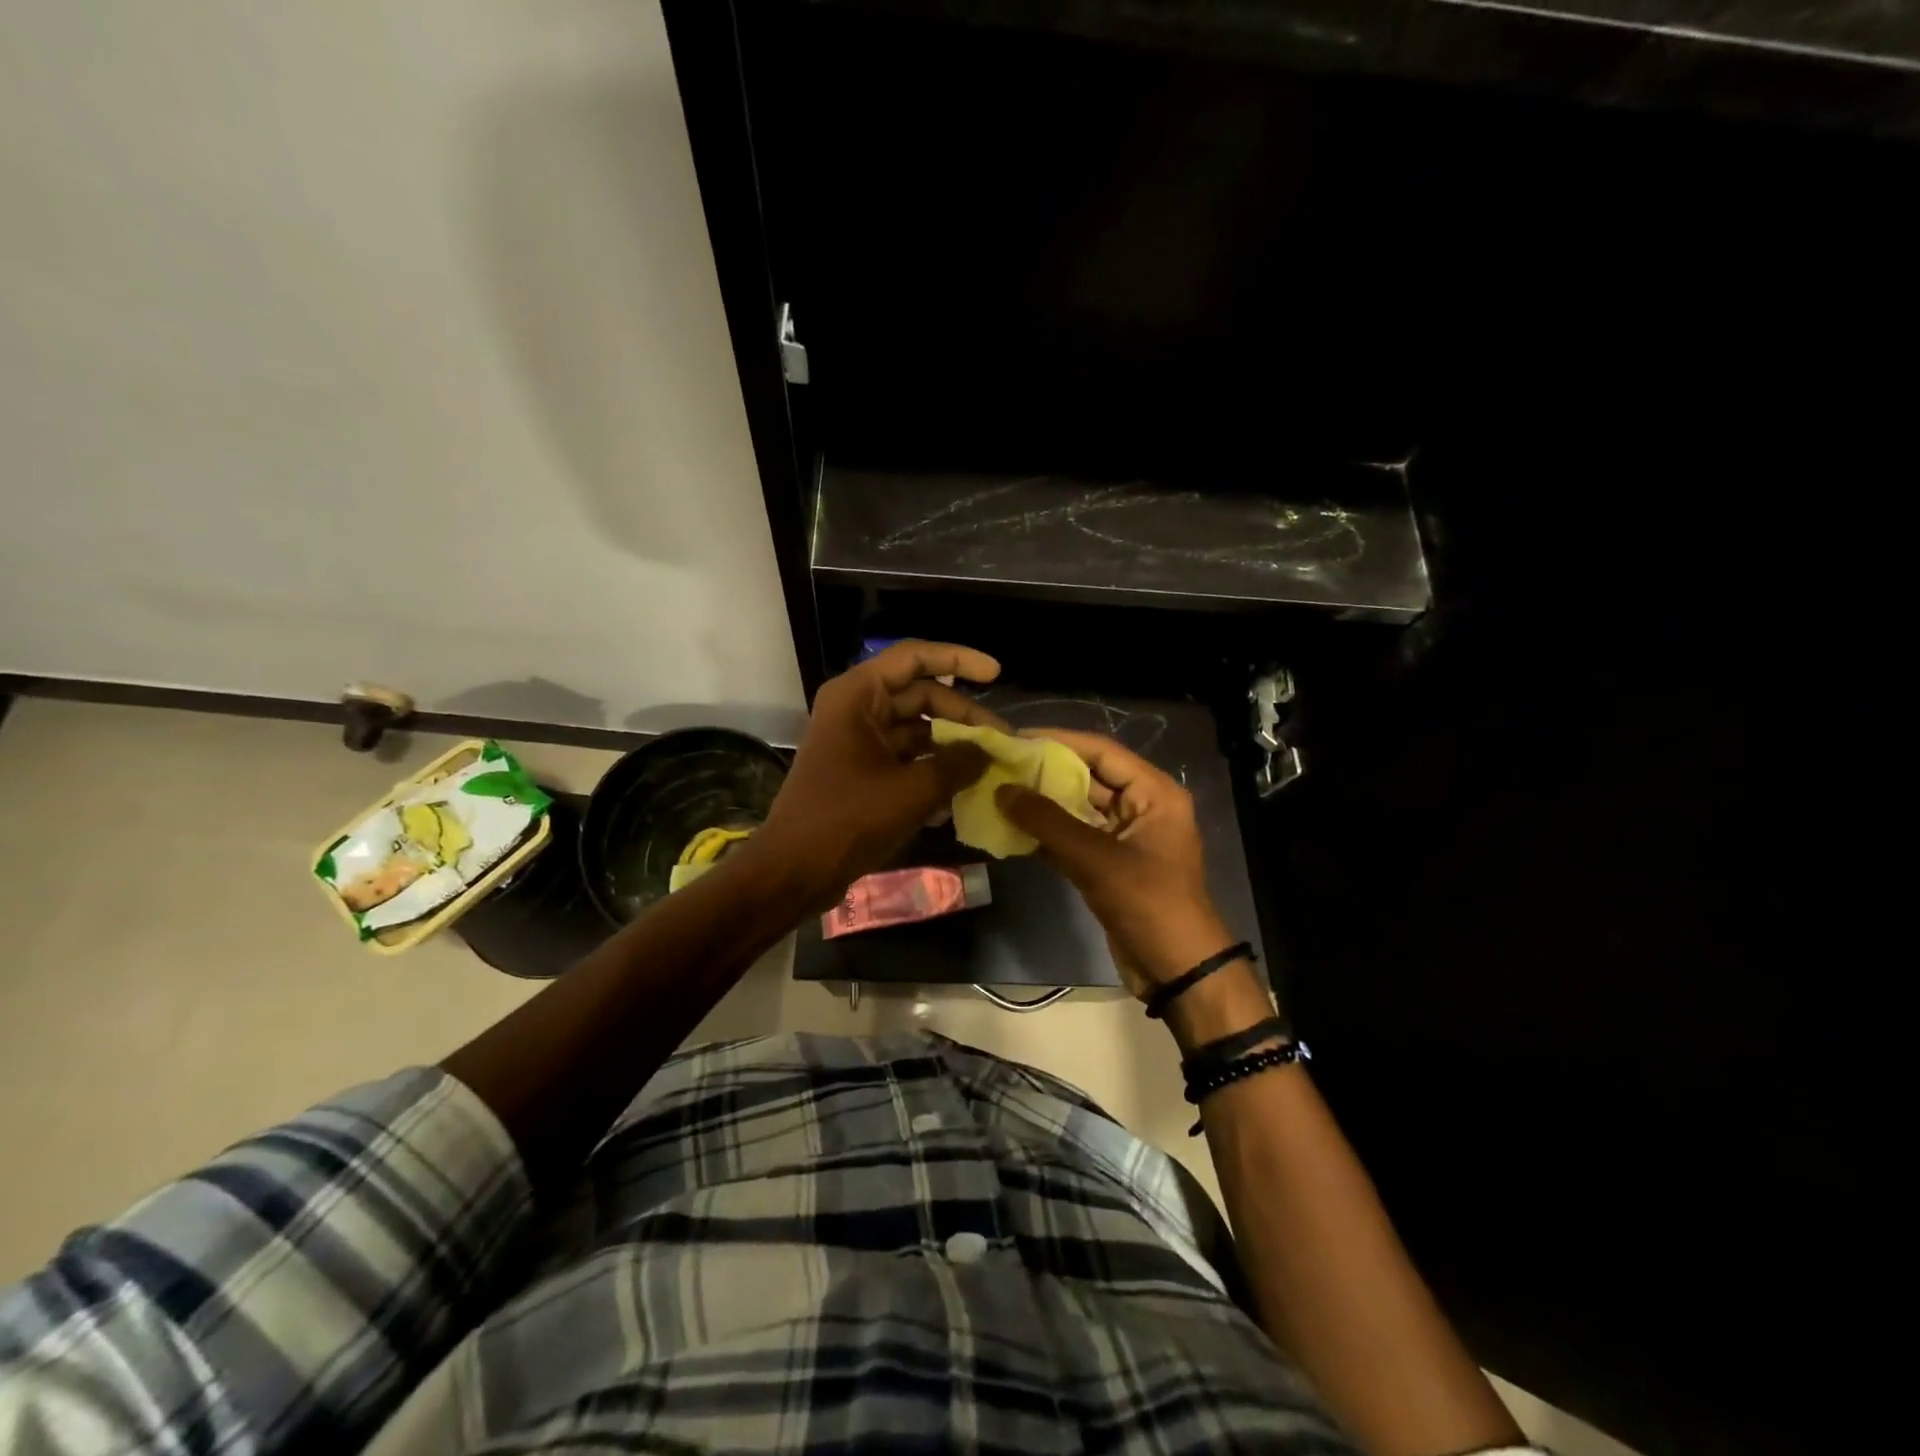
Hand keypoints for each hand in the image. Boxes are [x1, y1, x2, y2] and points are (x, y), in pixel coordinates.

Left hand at [751, 641, 1001, 900]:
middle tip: (1003, 738)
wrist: (794, 869)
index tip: (997, 674)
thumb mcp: (913, 791)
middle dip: (963, 715)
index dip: (959, 659)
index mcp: (859, 695)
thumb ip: (958, 764)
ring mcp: (858, 741)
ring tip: (990, 764)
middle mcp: (857, 708)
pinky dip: (933, 768)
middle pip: (921, 695)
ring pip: (917, 728)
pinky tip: (962, 791)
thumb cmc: (848, 819)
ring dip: (952, 744)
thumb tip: (988, 753)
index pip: (915, 657)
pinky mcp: (862, 770)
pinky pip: (906, 757)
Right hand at [995, 730, 1254, 1013]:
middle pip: (1089, 777)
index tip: (1015, 737)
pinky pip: (1074, 838)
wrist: (1178, 971)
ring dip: (1042, 805)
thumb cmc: (1148, 903)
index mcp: (1154, 793)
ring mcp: (1125, 837)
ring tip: (998, 792)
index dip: (1059, 740)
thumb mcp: (1097, 859)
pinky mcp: (1110, 865)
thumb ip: (1048, 822)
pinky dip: (1046, 835)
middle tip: (1000, 764)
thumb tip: (1003, 790)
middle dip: (1046, 772)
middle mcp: (1142, 807)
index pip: (1101, 751)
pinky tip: (1011, 830)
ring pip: (1078, 809)